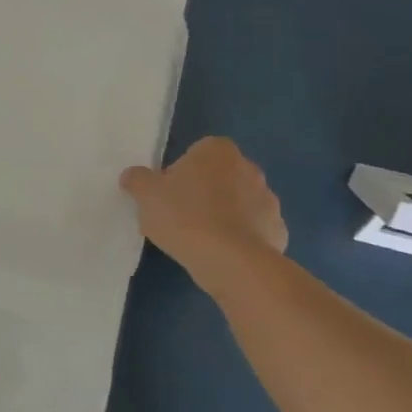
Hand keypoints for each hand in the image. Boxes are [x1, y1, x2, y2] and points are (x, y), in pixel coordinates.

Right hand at [121, 137, 287, 277]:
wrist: (230, 261)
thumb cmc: (184, 216)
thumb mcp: (145, 194)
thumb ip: (137, 179)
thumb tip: (133, 176)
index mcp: (217, 151)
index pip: (199, 151)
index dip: (183, 170)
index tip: (170, 190)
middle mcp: (249, 168)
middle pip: (221, 175)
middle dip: (206, 190)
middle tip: (180, 213)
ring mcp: (269, 200)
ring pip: (239, 202)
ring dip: (224, 213)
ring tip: (200, 238)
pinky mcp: (278, 231)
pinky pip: (253, 229)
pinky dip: (240, 237)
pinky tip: (221, 253)